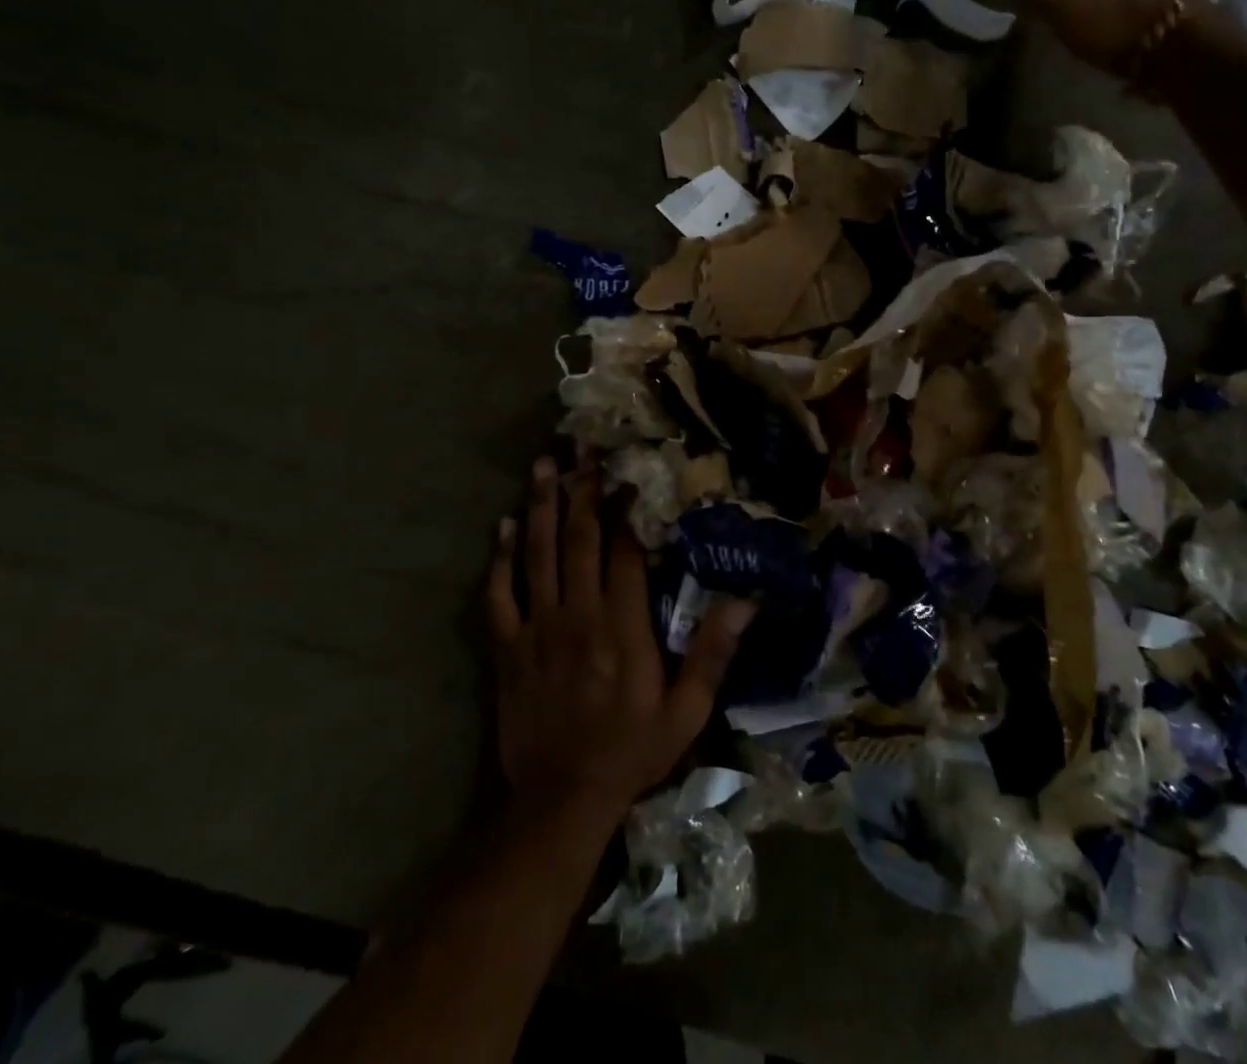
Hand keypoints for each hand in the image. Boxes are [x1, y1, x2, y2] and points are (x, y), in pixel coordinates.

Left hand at [486, 454, 754, 829]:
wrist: (560, 801)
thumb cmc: (631, 752)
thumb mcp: (686, 712)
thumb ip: (713, 653)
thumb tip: (746, 601)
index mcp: (622, 627)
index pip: (623, 552)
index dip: (624, 509)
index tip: (626, 473)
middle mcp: (578, 615)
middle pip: (578, 538)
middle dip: (581, 488)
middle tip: (580, 445)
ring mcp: (537, 629)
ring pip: (538, 554)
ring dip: (541, 506)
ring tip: (544, 464)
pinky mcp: (507, 648)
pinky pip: (499, 594)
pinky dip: (501, 558)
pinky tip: (505, 525)